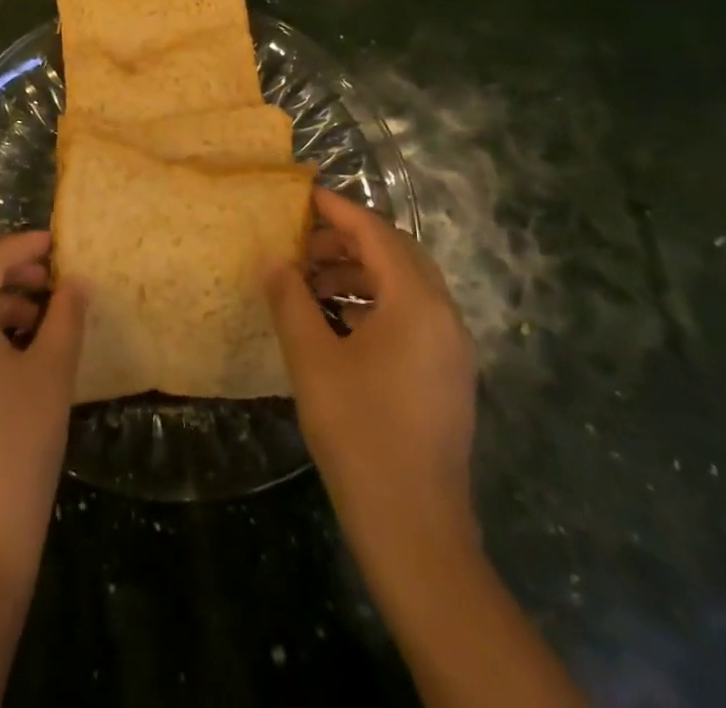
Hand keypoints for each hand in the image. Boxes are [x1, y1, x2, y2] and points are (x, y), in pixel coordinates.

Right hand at [265, 188, 477, 552]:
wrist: (415, 530)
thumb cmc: (359, 433)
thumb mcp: (312, 360)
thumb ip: (290, 300)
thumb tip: (272, 259)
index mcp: (417, 304)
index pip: (377, 234)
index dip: (339, 211)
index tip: (305, 195)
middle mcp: (445, 317)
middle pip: (398, 254)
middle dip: (350, 241)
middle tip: (303, 243)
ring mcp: (452, 349)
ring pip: (407, 286)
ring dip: (362, 273)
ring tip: (313, 282)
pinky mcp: (449, 376)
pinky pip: (413, 316)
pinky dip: (376, 303)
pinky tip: (340, 322)